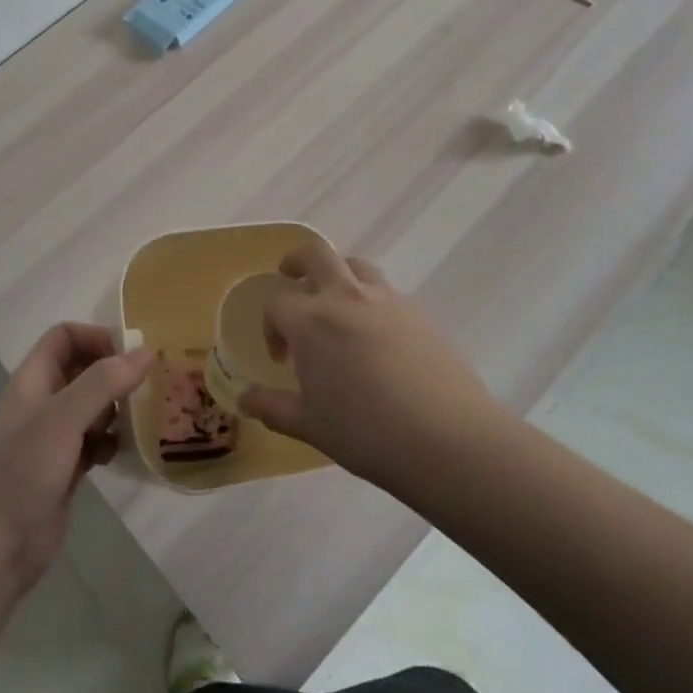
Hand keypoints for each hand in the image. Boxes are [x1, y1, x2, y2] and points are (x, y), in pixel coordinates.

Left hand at [0, 323, 152, 599]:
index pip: (65, 337)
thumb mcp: (61, 420)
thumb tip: (147, 351)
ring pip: (93, 407)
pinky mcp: (64, 471)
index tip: (132, 355)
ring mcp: (53, 439)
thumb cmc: (19, 474)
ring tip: (144, 418)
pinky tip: (126, 452)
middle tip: (150, 386)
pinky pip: (95, 442)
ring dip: (118, 408)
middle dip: (115, 373)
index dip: (96, 337)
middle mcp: (43, 403)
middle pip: (83, 370)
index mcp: (33, 381)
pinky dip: (112, 442)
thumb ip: (103, 383)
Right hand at [237, 242, 500, 486]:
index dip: (271, 325)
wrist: (447, 438)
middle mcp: (345, 297)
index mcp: (311, 321)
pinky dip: (370, 299)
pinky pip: (385, 291)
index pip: (277, 302)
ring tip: (336, 305)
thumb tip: (245, 399)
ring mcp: (386, 299)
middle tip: (291, 278)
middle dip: (297, 261)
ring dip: (337, 274)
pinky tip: (377, 337)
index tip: (281, 357)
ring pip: (355, 265)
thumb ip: (273, 408)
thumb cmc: (367, 433)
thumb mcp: (311, 426)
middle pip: (315, 254)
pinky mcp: (418, 312)